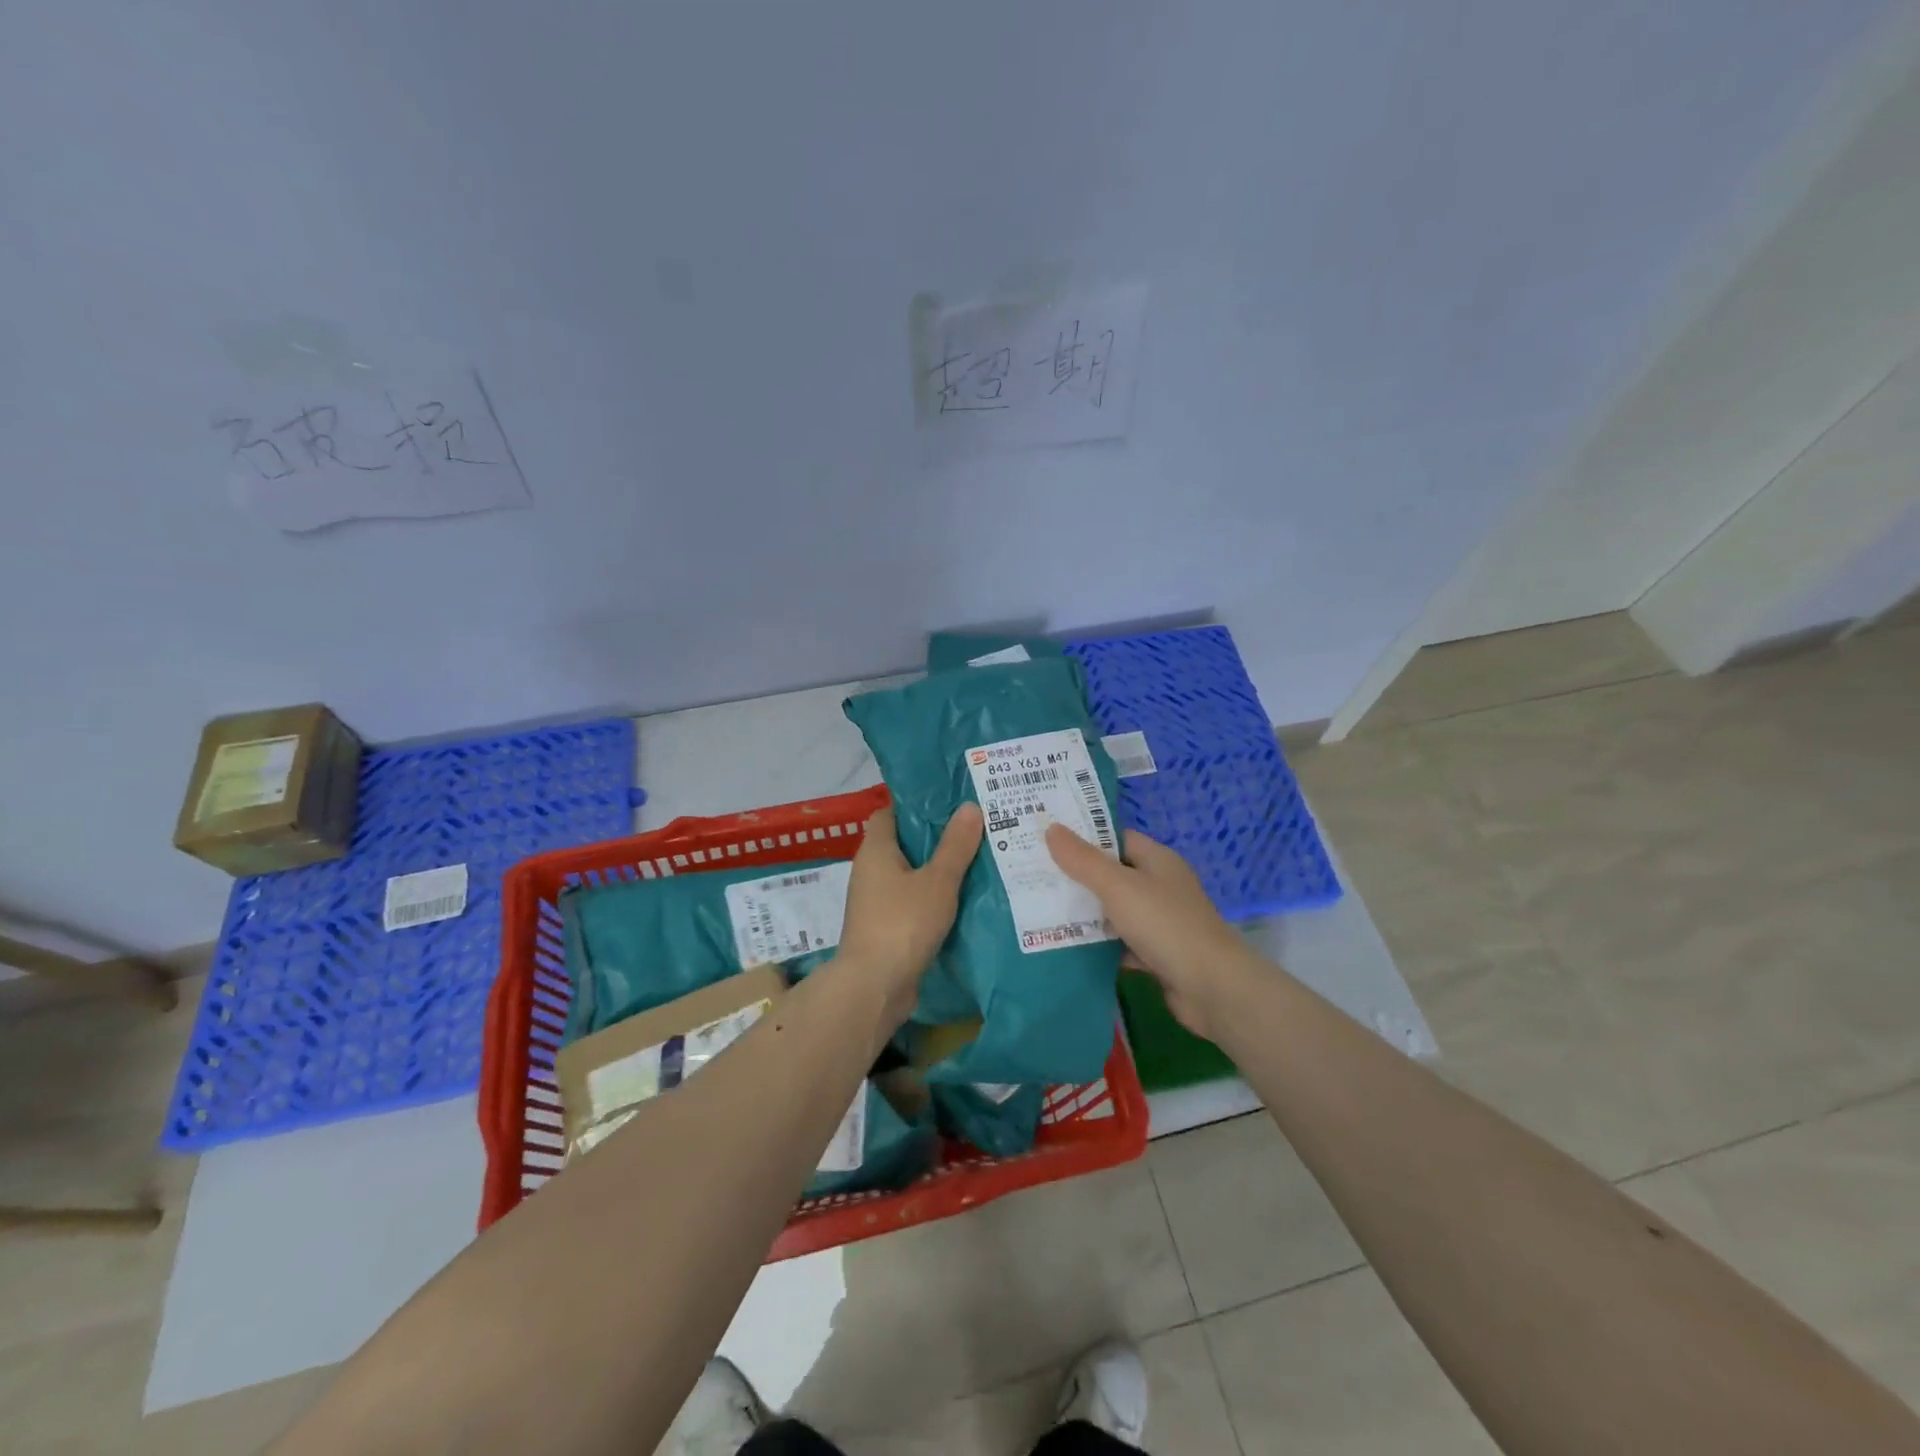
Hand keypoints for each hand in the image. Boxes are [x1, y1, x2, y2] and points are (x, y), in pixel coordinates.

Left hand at [837, 803, 983, 1022]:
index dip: (916, 805)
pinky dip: (932, 898)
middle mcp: (870, 871)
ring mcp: (875, 902)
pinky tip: (962, 899)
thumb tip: (969, 807)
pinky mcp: (884, 928)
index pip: (890, 813)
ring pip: (909, 875)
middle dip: (935, 838)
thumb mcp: (938, 880)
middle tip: (974, 829)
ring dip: (936, 870)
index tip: (948, 803)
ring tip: (976, 860)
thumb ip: (956, 845)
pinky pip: (911, 902)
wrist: (874, 987)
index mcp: (875, 850)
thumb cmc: (903, 923)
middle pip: (902, 843)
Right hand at [1045, 824, 1246, 1039]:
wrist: (1212, 988)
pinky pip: (1120, 942)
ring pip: (1114, 911)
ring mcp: (1160, 922)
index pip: (1115, 839)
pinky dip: (1098, 944)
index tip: (1046, 839)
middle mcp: (1160, 886)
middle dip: (1076, 877)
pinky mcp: (1156, 954)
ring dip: (1084, 913)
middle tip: (1033, 875)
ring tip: (1039, 908)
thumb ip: (1083, 860)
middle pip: (1112, 875)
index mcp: (1157, 860)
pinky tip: (1067, 946)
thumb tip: (1052, 828)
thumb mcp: (1118, 887)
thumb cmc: (1165, 924)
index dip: (1083, 837)